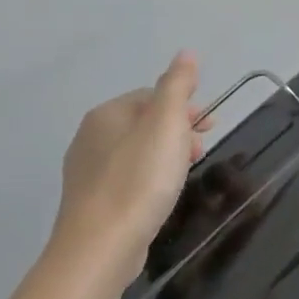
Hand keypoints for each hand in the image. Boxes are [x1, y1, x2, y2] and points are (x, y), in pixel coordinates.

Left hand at [51, 52, 212, 281]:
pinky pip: (128, 176)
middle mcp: (90, 137)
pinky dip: (150, 176)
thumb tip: (186, 54)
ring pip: (136, 150)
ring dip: (166, 154)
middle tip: (202, 150)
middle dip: (178, 131)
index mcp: (106, 114)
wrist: (102, 245)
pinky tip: (162, 193)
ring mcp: (87, 171)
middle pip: (144, 122)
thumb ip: (177, 87)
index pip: (152, 96)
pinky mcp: (92, 201)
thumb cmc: (139, 179)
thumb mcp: (167, 125)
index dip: (185, 106)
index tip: (211, 126)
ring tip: (186, 172)